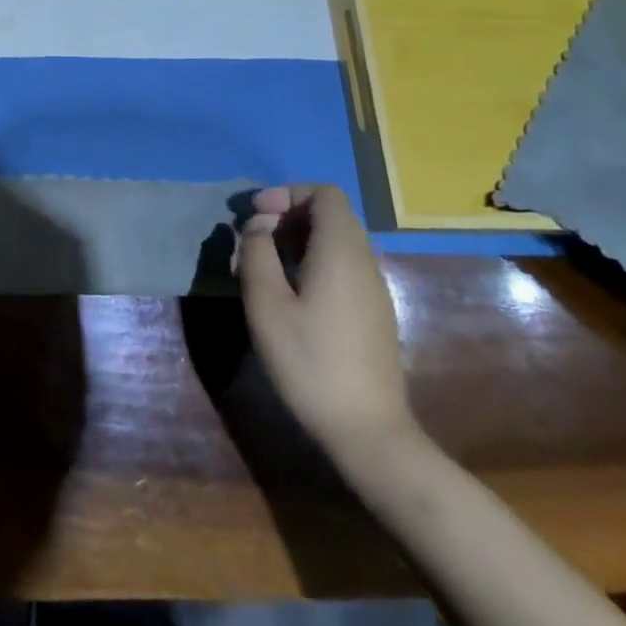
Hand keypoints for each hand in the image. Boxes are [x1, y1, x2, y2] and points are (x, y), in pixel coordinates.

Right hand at [235, 185, 412, 450]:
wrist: (368, 432)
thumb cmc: (310, 361)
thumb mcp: (266, 303)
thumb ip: (256, 253)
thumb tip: (255, 229)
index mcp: (341, 250)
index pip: (324, 194)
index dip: (287, 194)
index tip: (256, 215)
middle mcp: (364, 260)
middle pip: (330, 214)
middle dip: (287, 215)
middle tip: (252, 239)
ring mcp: (373, 288)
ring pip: (336, 241)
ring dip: (297, 240)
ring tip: (263, 265)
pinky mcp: (373, 313)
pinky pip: (343, 266)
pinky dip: (313, 261)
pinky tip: (289, 292)